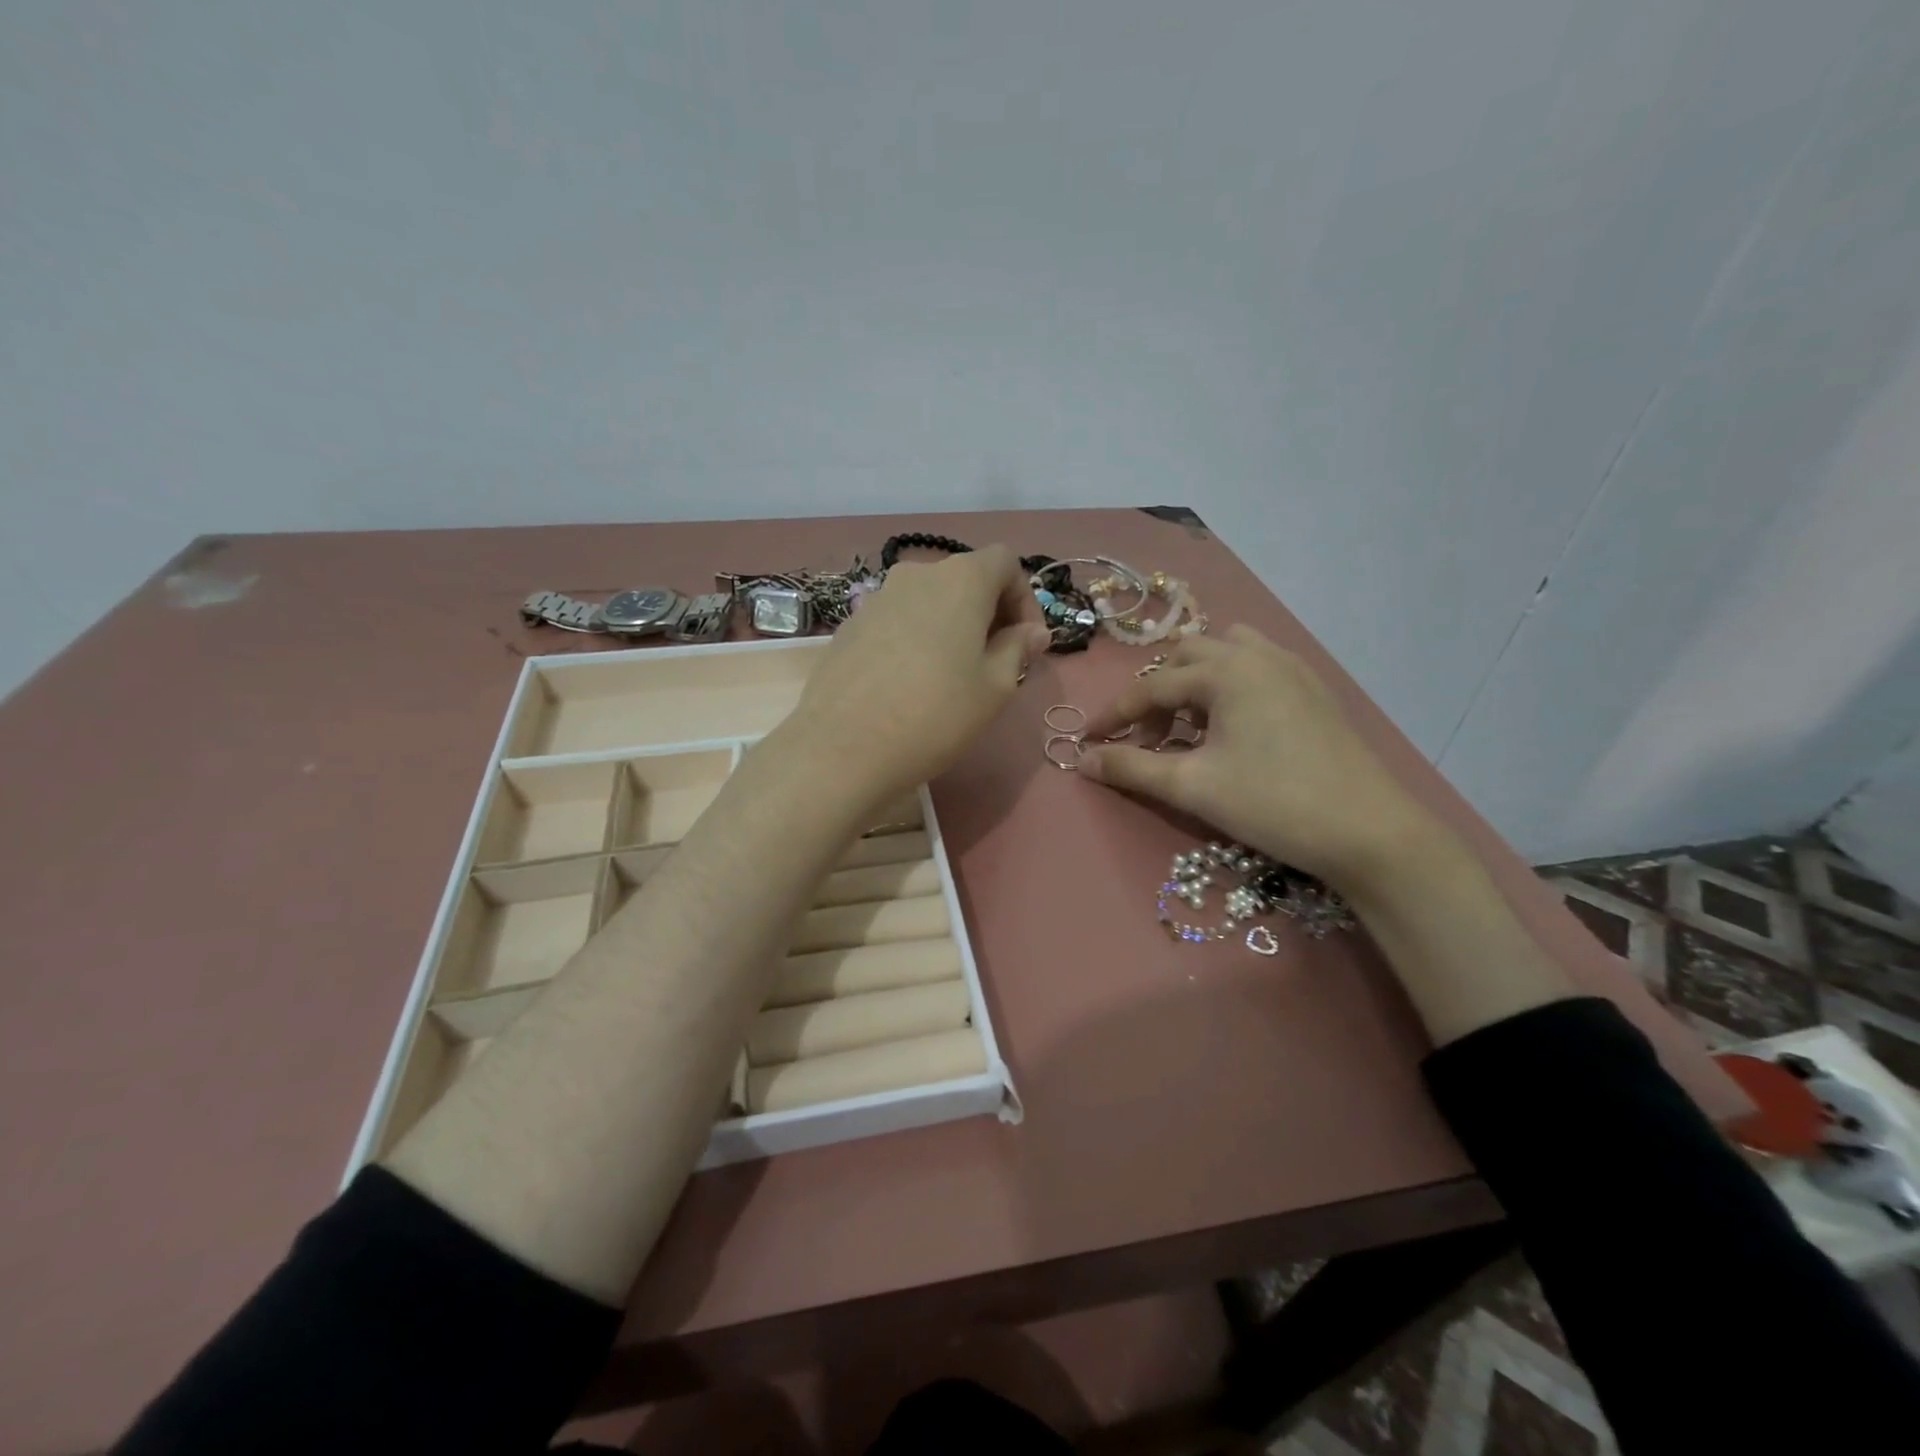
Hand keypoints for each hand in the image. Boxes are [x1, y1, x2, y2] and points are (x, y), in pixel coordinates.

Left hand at [784, 545, 1050, 804]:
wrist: (843, 747)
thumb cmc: (935, 714)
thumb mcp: (994, 687)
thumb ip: (1018, 649)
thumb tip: (1031, 632)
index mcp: (961, 579)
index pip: (1005, 562)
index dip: (1025, 598)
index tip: (1027, 643)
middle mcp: (917, 575)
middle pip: (965, 579)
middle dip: (989, 614)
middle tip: (996, 663)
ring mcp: (877, 598)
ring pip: (929, 601)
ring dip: (951, 627)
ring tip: (953, 675)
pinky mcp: (850, 625)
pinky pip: (898, 621)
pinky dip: (916, 638)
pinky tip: (910, 683)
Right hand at [1079, 626, 1434, 893]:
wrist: (1370, 832)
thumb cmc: (1273, 803)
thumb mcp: (1193, 788)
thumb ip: (1132, 768)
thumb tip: (1082, 760)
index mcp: (1225, 671)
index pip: (1151, 687)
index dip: (1114, 715)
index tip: (1086, 741)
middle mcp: (1257, 656)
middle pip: (1187, 657)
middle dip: (1157, 694)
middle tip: (1148, 738)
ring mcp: (1292, 669)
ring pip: (1227, 653)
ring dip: (1196, 681)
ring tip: (1190, 725)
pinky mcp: (1314, 690)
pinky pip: (1258, 667)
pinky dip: (1230, 685)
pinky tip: (1233, 726)